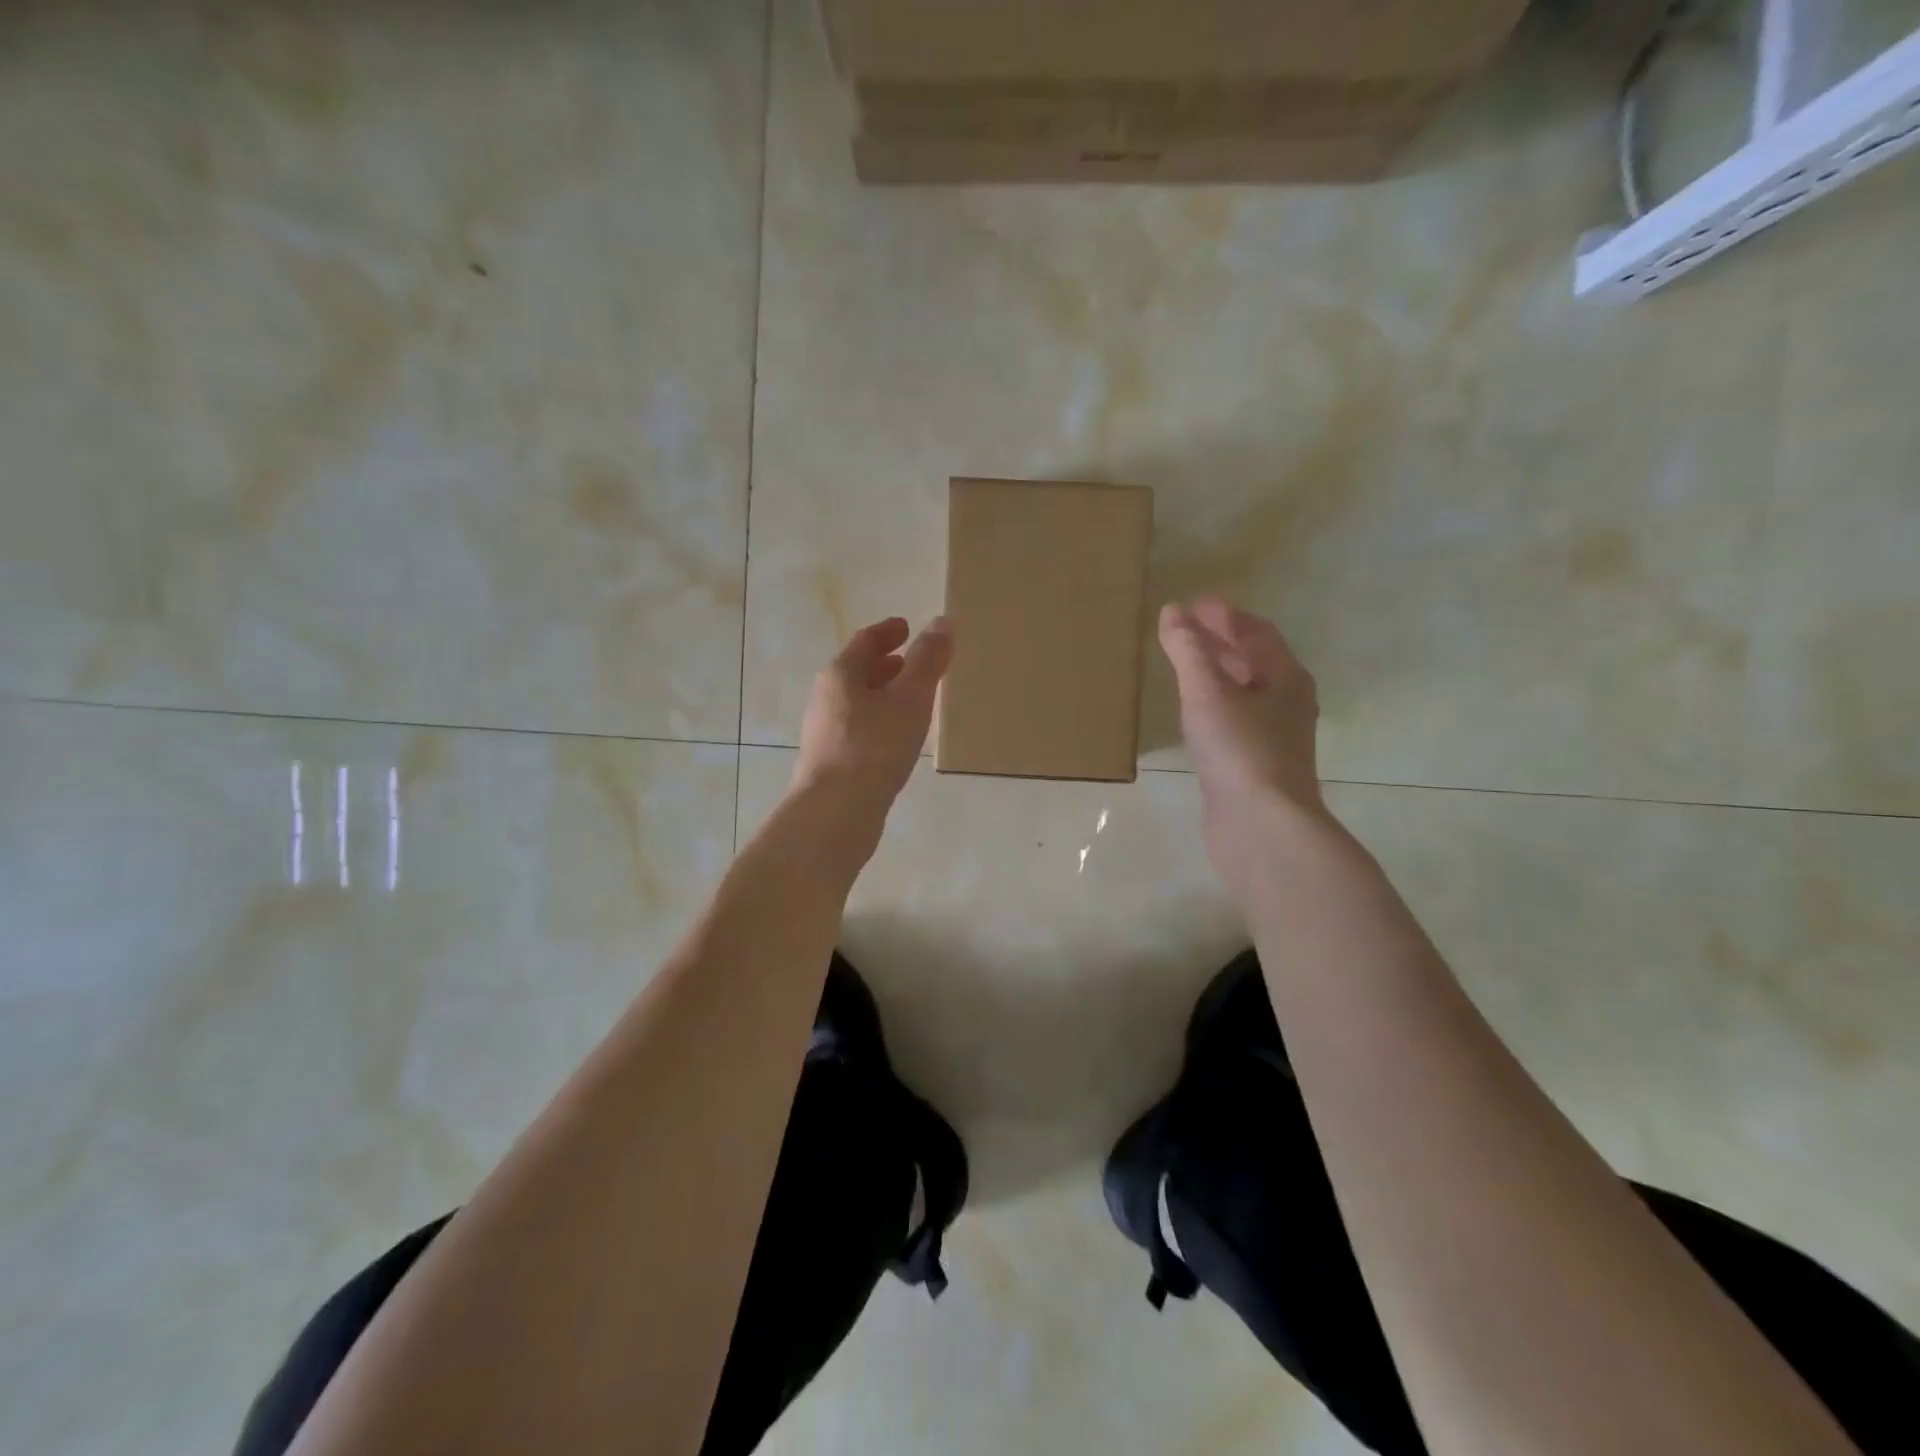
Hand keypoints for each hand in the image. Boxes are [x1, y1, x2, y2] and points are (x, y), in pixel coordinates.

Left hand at [793, 615, 952, 819]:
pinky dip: (880, 722)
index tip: (907, 627)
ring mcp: (825, 733)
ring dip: (883, 695)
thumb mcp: (910, 698)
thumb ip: (927, 661)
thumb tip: (942, 622)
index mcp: (840, 674)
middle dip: (886, 664)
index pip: (866, 641)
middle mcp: (826, 698)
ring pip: (858, 702)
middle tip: (914, 663)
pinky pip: (859, 729)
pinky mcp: (831, 762)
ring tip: (912, 700)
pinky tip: (898, 739)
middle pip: (858, 671)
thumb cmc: (874, 746)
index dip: (889, 632)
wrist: (836, 812)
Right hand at [1159, 597, 1327, 884]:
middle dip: (1222, 641)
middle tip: (1184, 629)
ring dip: (1217, 674)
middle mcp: (1286, 703)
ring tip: (1183, 665)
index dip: (1226, 615)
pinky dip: (1213, 706)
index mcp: (1286, 678)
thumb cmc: (1240, 750)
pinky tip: (1191, 715)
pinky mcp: (1254, 766)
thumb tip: (1172, 611)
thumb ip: (1188, 650)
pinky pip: (1234, 722)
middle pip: (1254, 661)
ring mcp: (1272, 738)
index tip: (1193, 604)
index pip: (1258, 633)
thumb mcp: (1208, 692)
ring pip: (1244, 693)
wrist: (1262, 826)